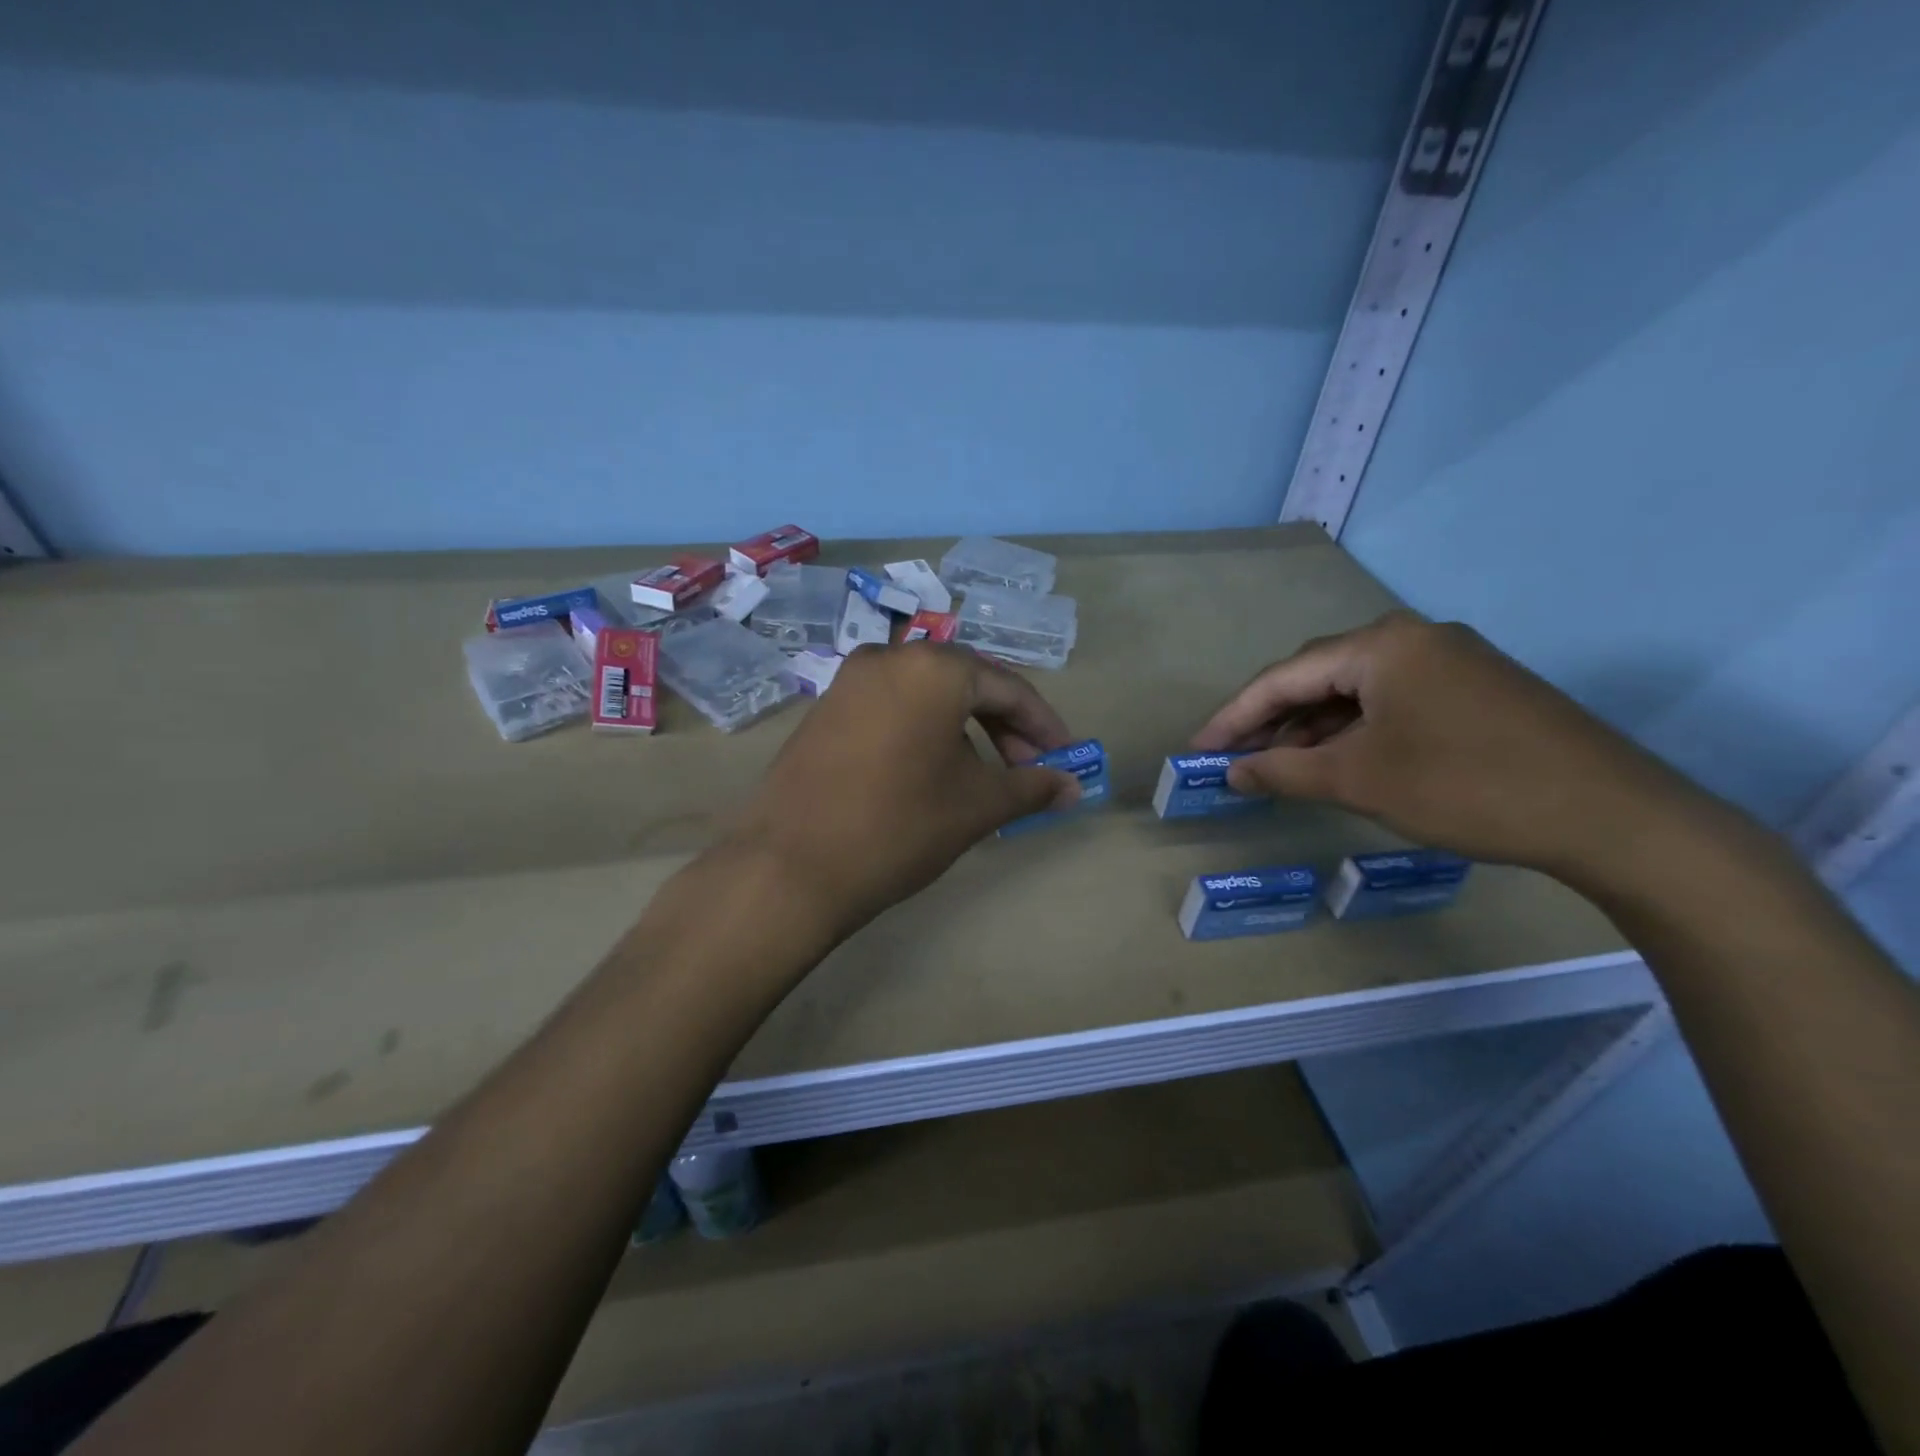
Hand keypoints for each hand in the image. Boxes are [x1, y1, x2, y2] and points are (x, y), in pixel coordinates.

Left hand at [727, 644, 1080, 935]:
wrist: (790, 867)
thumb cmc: (899, 827)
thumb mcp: (977, 806)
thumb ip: (1031, 787)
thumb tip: (1074, 787)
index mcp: (934, 668)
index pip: (1009, 688)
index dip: (1044, 726)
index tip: (1066, 760)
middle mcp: (890, 658)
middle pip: (967, 685)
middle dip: (1005, 728)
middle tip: (1027, 771)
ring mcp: (850, 681)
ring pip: (927, 696)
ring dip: (965, 730)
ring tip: (984, 777)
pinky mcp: (825, 709)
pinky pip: (892, 708)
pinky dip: (925, 732)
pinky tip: (933, 771)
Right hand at [1190, 612, 1708, 877]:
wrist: (1610, 815)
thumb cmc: (1465, 786)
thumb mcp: (1359, 780)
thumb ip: (1283, 772)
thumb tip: (1232, 772)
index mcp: (1381, 645)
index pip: (1283, 676)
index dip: (1234, 717)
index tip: (1199, 750)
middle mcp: (1414, 638)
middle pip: (1318, 676)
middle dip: (1271, 720)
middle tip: (1235, 760)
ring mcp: (1452, 661)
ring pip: (1356, 691)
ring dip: (1313, 728)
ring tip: (1280, 768)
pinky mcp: (1477, 689)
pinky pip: (1393, 702)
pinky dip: (1356, 731)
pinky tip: (1341, 761)